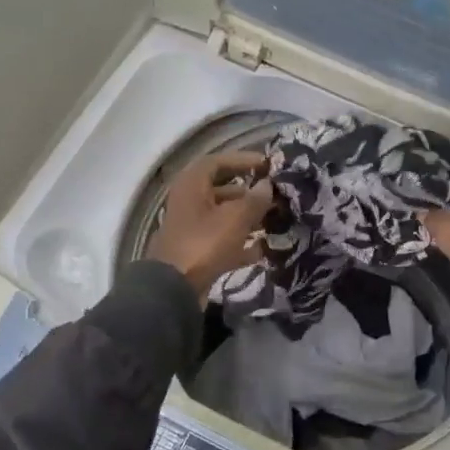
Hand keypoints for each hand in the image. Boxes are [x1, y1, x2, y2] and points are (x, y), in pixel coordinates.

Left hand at [148, 152, 273, 294]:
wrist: (174, 289)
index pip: (218, 162)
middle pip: (222, 189)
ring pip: (223, 215)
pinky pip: (222, 239)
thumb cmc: (204, 243)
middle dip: (249, 192)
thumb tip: (267, 185)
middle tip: (274, 194)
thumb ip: (255, 199)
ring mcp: (191, 228)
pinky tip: (263, 248)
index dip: (243, 160)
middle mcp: (189, 202)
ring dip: (247, 217)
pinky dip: (240, 242)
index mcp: (192, 185)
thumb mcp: (235, 218)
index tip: (267, 165)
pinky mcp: (196, 251)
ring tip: (274, 219)